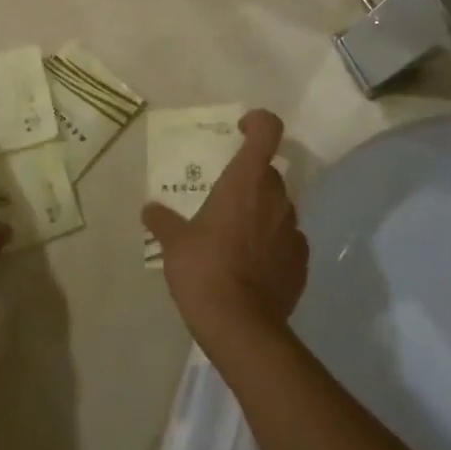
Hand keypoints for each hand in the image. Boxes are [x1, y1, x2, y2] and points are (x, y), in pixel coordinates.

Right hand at [141, 110, 308, 354]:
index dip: (258, 123)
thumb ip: (162, 221)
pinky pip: (287, 240)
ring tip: (235, 236)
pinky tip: (251, 265)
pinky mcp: (301, 262)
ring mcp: (293, 231)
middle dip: (249, 178)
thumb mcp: (174, 243)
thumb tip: (148, 210)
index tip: (241, 130)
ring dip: (261, 211)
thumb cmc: (204, 270)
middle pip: (269, 172)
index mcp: (246, 181)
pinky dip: (272, 243)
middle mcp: (276, 198)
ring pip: (279, 206)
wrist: (241, 327)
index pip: (268, 131)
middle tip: (224, 197)